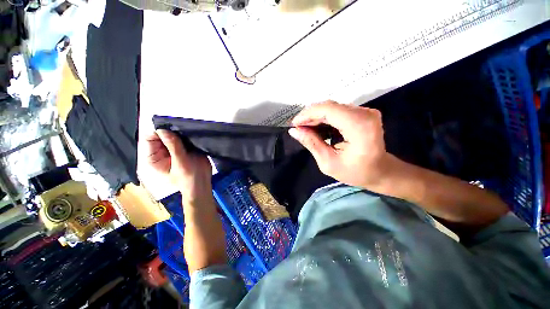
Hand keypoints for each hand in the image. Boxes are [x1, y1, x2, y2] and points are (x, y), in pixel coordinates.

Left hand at [141, 129, 212, 204]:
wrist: (203, 182)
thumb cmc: (189, 177)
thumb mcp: (180, 163)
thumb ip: (173, 146)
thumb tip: (163, 129)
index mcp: (154, 157)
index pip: (149, 139)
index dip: (158, 132)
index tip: (170, 128)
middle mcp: (161, 152)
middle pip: (161, 135)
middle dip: (170, 130)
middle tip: (181, 128)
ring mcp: (173, 149)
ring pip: (173, 135)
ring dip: (179, 132)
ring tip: (188, 131)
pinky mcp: (185, 148)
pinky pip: (183, 137)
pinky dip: (187, 134)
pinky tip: (192, 133)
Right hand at [289, 101, 391, 190]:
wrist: (380, 171)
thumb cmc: (356, 172)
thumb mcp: (328, 163)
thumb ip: (312, 144)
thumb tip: (294, 131)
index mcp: (359, 127)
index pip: (329, 110)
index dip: (308, 114)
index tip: (295, 124)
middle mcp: (365, 114)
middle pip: (330, 106)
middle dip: (310, 115)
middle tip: (298, 128)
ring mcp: (365, 111)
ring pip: (332, 107)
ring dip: (315, 116)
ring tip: (305, 128)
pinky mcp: (362, 112)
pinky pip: (337, 110)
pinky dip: (324, 117)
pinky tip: (316, 127)